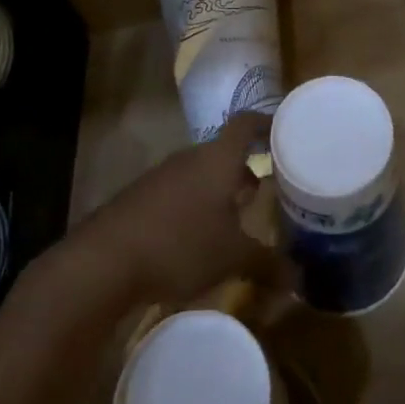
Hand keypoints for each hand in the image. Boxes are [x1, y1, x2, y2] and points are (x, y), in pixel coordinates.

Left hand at [70, 111, 286, 304]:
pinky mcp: (140, 198)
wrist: (104, 260)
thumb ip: (267, 264)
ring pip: (200, 173)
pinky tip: (196, 236)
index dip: (265, 123)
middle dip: (244, 168)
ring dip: (218, 189)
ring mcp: (162, 176)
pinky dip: (194, 205)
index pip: (246, 123)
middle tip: (263, 190)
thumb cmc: (180, 244)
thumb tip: (300, 280)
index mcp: (218, 159)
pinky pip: (178, 191)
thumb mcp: (232, 258)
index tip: (283, 131)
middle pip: (223, 151)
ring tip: (233, 218)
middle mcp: (191, 157)